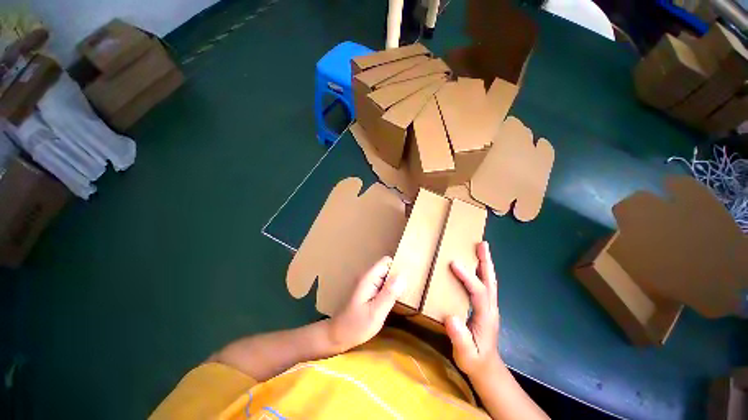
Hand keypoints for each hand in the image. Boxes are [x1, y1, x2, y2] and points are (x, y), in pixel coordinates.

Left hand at [327, 256, 404, 351]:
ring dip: (393, 284)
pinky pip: (381, 284)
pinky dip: (388, 290)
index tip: (408, 280)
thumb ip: (389, 293)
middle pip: (386, 268)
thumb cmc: (356, 326)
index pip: (386, 261)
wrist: (337, 336)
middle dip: (397, 277)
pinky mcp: (366, 291)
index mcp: (368, 278)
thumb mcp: (376, 312)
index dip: (398, 267)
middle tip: (405, 292)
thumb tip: (403, 276)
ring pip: (385, 276)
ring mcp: (366, 283)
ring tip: (400, 298)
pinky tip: (391, 302)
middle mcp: (367, 277)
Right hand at [445, 241, 501, 378]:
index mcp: (485, 316)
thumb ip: (459, 338)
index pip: (477, 291)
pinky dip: (482, 272)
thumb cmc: (474, 360)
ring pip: (489, 281)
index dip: (467, 276)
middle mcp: (490, 308)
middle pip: (490, 281)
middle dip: (486, 262)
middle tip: (482, 244)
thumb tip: (450, 318)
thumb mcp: (465, 354)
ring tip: (481, 248)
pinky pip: (484, 285)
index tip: (454, 263)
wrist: (486, 368)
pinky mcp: (485, 306)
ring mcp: (490, 306)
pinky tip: (475, 266)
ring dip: (485, 264)